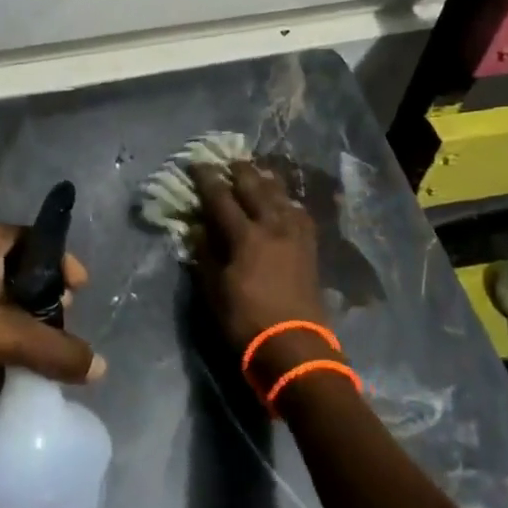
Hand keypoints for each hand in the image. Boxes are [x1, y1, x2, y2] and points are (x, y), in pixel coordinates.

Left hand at [0, 217, 103, 390]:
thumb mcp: (3, 338)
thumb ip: (53, 350)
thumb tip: (99, 368)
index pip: (37, 240)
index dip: (63, 267)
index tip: (79, 294)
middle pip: (16, 260)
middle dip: (40, 290)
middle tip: (56, 319)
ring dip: (13, 305)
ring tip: (29, 336)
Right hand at [190, 162, 335, 386]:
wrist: (295, 346)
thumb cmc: (247, 321)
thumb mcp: (214, 290)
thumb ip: (205, 255)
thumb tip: (197, 228)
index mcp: (245, 236)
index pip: (221, 198)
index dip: (207, 179)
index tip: (197, 163)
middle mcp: (272, 226)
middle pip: (255, 187)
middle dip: (240, 171)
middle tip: (229, 161)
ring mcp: (295, 235)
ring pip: (281, 195)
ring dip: (266, 180)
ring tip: (257, 172)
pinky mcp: (310, 247)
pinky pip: (299, 213)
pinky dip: (288, 202)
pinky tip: (285, 202)